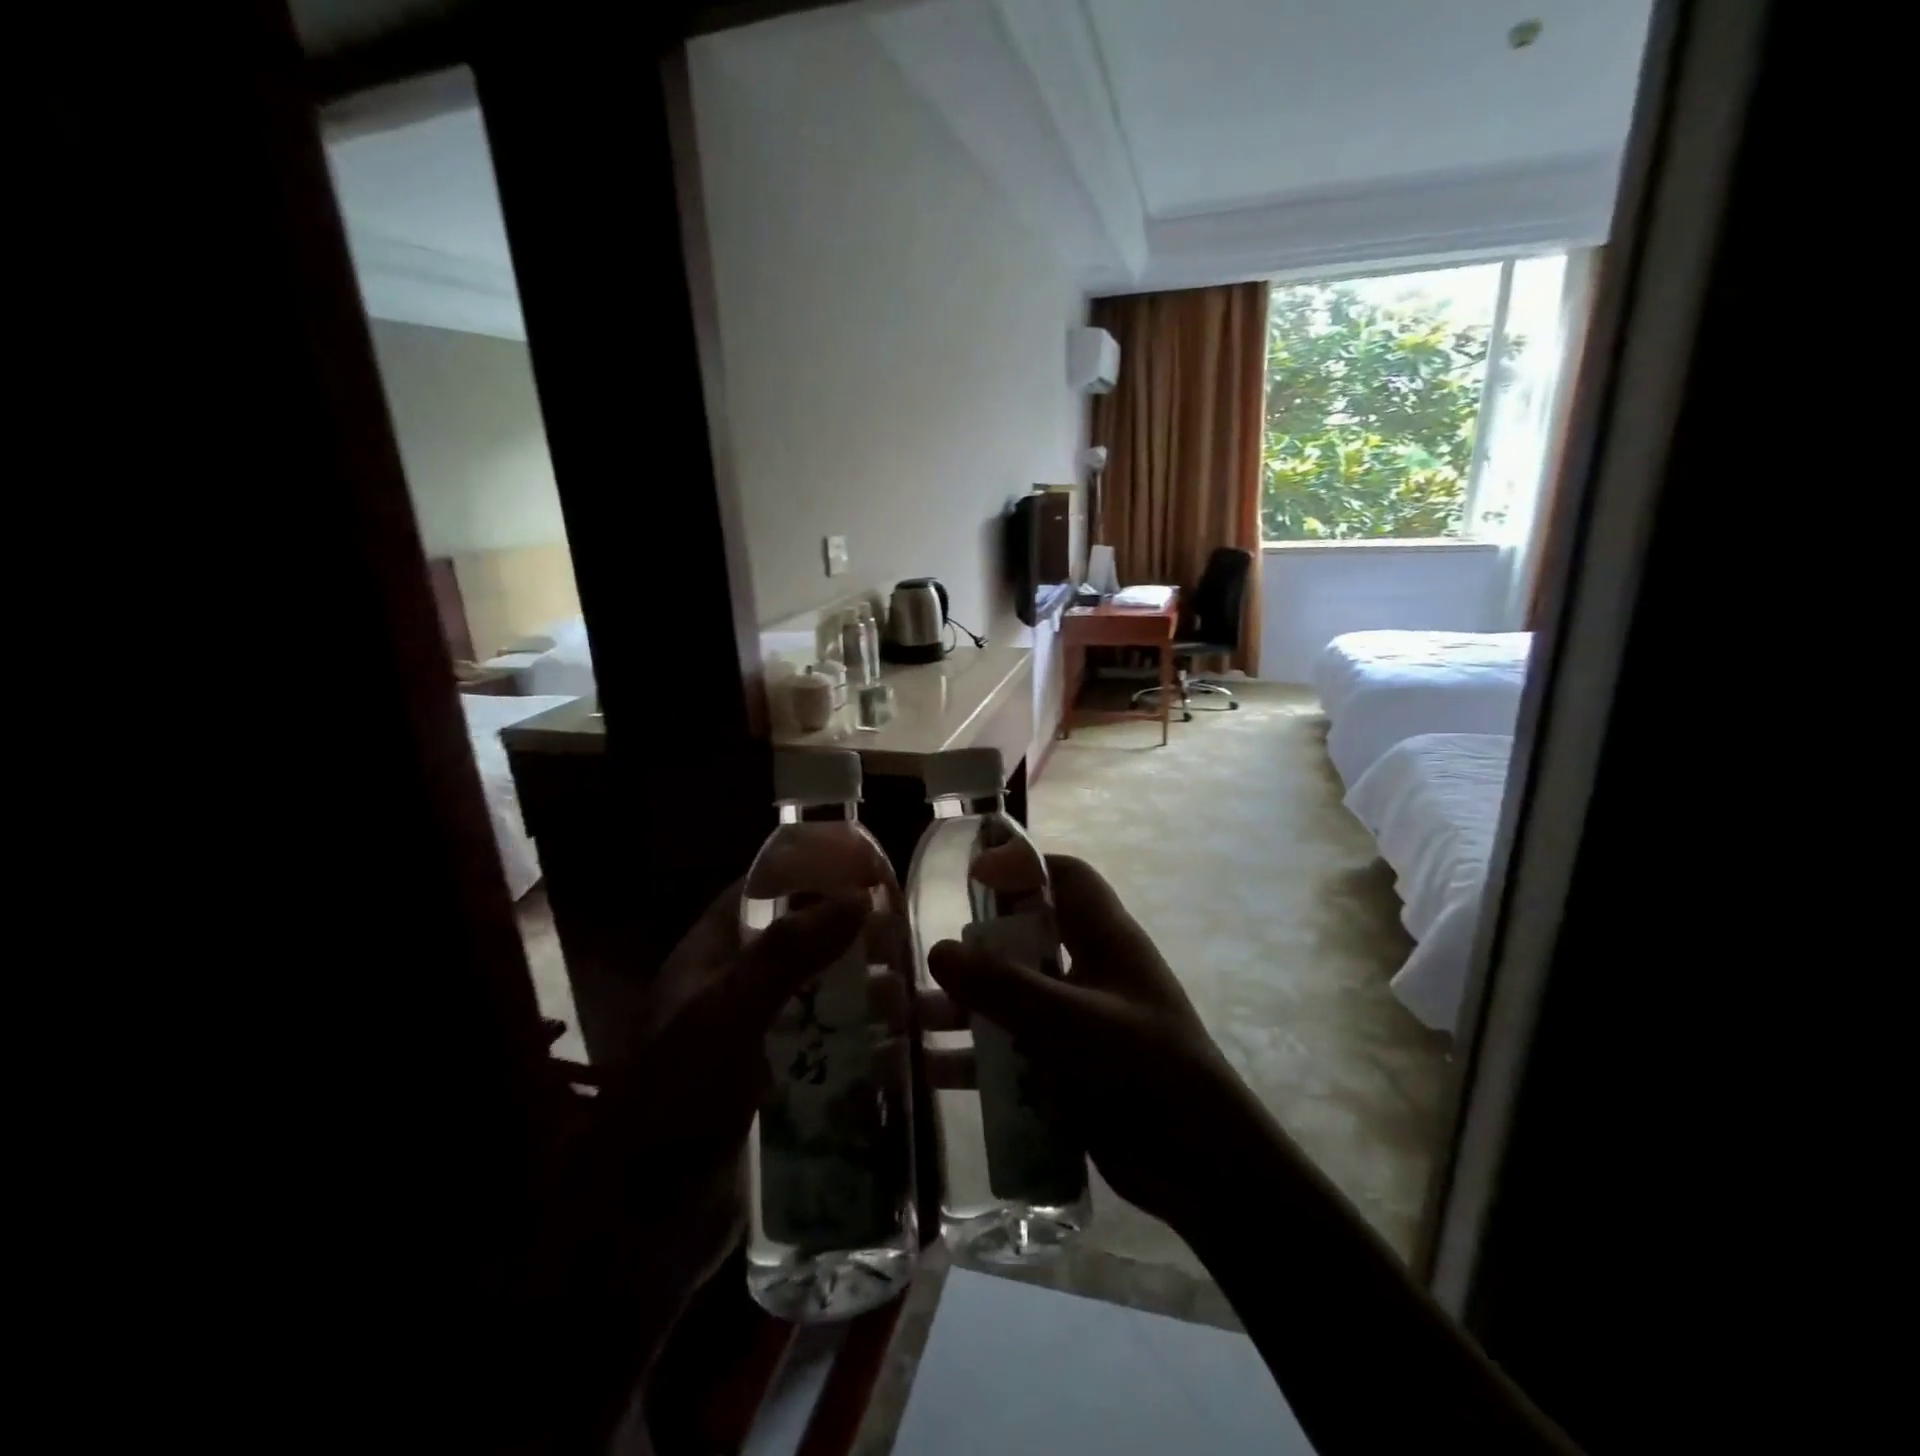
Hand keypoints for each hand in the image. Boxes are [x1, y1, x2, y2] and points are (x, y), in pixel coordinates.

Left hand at [525, 884, 867, 1444]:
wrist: (644, 1230)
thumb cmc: (676, 1102)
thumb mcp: (725, 1016)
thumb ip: (786, 953)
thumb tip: (858, 896)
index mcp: (708, 959)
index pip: (760, 890)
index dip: (808, 869)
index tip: (867, 865)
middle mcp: (734, 990)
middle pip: (800, 940)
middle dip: (849, 931)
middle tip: (908, 928)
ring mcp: (759, 1039)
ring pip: (820, 993)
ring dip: (862, 986)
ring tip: (918, 984)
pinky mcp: (781, 1085)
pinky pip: (828, 1045)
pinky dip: (862, 1036)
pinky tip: (904, 1041)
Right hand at [926, 854, 1266, 1234]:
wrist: (1201, 1167)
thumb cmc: (1141, 1069)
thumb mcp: (1066, 1020)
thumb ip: (1001, 985)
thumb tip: (937, 951)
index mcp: (1106, 939)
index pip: (1066, 878)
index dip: (1022, 867)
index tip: (972, 877)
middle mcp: (1094, 972)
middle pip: (1031, 938)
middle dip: (981, 946)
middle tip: (932, 959)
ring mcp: (1084, 1022)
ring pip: (1018, 997)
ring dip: (972, 1005)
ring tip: (916, 1017)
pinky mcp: (1074, 1068)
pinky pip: (1019, 1049)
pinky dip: (982, 1056)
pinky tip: (937, 1072)